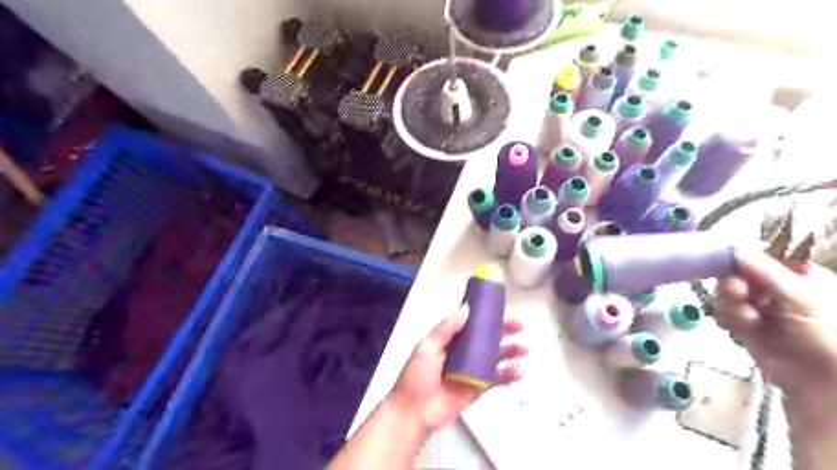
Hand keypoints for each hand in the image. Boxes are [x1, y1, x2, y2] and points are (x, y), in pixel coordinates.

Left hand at [384, 304, 520, 432]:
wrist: (413, 413)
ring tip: (524, 349)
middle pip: (487, 338)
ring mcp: (472, 370)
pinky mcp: (478, 388)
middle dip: (504, 332)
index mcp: (450, 340)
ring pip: (495, 357)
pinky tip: (520, 371)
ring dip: (510, 351)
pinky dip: (509, 375)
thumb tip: (468, 307)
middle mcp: (463, 352)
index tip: (503, 311)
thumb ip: (447, 328)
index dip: (487, 317)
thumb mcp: (427, 347)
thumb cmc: (417, 376)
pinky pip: (496, 379)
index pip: (472, 323)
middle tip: (520, 327)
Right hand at [708, 251, 836, 403]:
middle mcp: (779, 289)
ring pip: (730, 293)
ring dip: (733, 303)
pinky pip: (726, 312)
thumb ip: (765, 272)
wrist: (824, 386)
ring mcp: (762, 308)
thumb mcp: (801, 298)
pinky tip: (743, 327)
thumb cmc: (827, 338)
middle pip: (742, 274)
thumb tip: (735, 248)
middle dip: (736, 282)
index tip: (730, 259)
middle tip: (735, 291)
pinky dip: (731, 318)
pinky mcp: (746, 325)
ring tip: (747, 317)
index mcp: (802, 277)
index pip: (766, 257)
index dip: (746, 257)